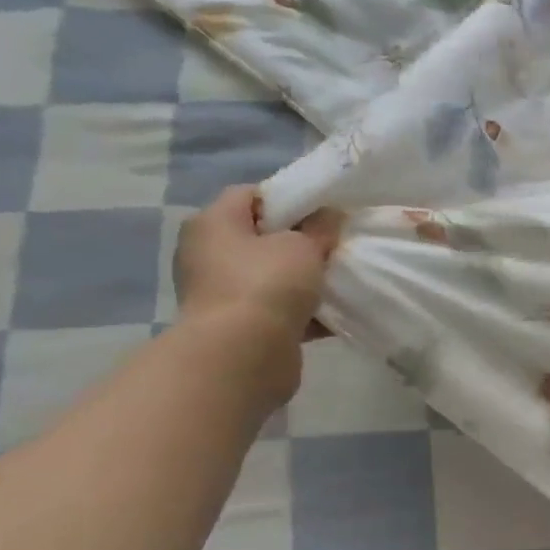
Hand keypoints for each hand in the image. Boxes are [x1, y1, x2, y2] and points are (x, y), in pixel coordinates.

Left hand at [173, 186, 342, 390]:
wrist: (243, 355)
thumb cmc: (267, 284)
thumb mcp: (302, 246)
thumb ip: (319, 228)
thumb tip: (328, 216)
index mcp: (213, 223)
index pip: (250, 194)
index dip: (289, 198)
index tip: (324, 211)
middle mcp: (209, 254)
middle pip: (262, 237)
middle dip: (300, 241)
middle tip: (335, 245)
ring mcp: (222, 293)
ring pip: (273, 276)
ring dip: (305, 279)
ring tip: (340, 279)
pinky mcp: (239, 326)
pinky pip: (278, 310)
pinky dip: (303, 311)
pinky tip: (335, 314)